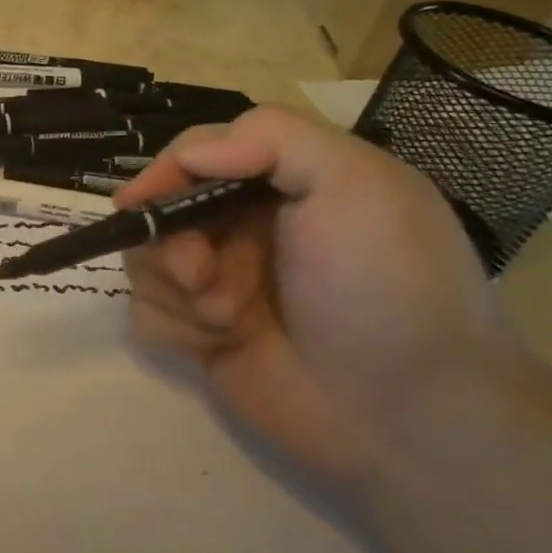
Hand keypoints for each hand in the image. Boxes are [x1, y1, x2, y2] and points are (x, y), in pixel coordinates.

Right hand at [118, 106, 509, 486]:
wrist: (407, 416)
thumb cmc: (384, 285)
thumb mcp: (355, 183)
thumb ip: (270, 136)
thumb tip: (186, 153)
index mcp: (281, 180)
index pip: (197, 151)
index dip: (164, 172)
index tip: (144, 203)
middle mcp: (245, 225)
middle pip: (161, 207)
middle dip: (173, 240)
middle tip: (202, 274)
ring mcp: (220, 281)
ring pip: (147, 259)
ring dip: (178, 288)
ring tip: (229, 319)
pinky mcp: (201, 334)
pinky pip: (148, 312)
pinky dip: (176, 326)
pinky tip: (220, 345)